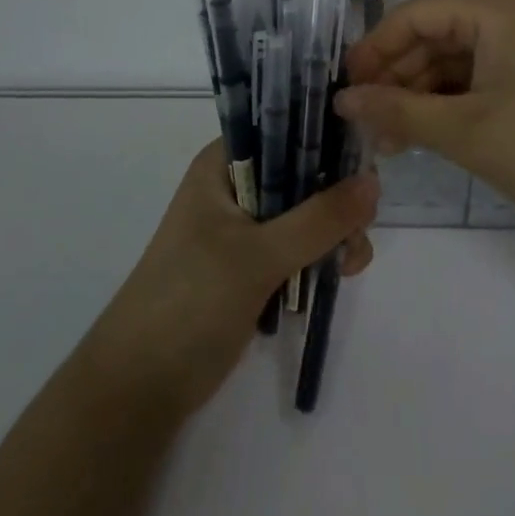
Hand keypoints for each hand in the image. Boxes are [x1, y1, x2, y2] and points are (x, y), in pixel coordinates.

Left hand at [83, 140, 377, 415]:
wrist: (140, 388)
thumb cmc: (190, 302)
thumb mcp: (258, 256)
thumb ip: (319, 219)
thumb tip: (374, 180)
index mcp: (223, 164)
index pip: (281, 127)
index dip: (324, 135)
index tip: (364, 158)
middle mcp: (233, 186)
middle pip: (299, 171)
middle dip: (335, 194)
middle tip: (363, 225)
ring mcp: (241, 229)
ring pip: (302, 212)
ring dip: (332, 230)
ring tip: (352, 261)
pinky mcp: (249, 266)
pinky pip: (295, 246)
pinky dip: (319, 256)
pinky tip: (340, 274)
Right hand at [336, 0, 514, 250]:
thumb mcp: (465, 132)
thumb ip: (398, 110)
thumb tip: (343, 99)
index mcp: (498, 8)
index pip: (417, 14)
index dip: (375, 49)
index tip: (346, 89)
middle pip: (440, 34)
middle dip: (400, 77)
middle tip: (369, 124)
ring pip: (464, 58)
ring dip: (426, 94)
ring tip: (395, 139)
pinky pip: (491, 75)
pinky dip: (459, 102)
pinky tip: (436, 134)